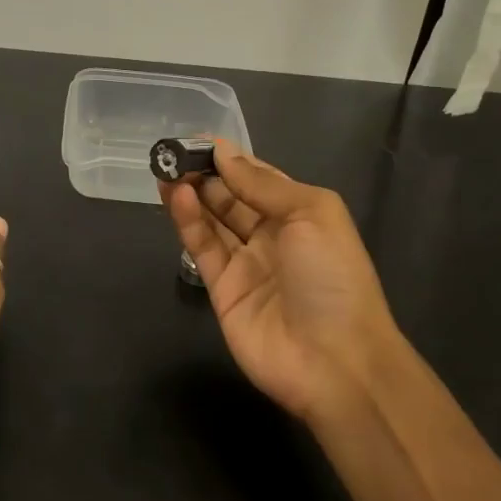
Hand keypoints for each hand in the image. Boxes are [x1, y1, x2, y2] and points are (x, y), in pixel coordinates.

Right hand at [162, 140, 401, 421]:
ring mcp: (245, 264)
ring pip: (212, 220)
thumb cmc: (333, 276)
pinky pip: (203, 248)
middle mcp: (271, 235)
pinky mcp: (222, 290)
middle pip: (231, 198)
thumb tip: (224, 152)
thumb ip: (263, 184)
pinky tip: (176, 198)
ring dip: (191, 194)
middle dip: (205, 174)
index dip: (231, 159)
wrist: (335, 360)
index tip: (199, 139)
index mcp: (300, 214)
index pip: (259, 178)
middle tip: (173, 153)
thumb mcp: (311, 213)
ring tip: (165, 169)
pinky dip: (189, 222)